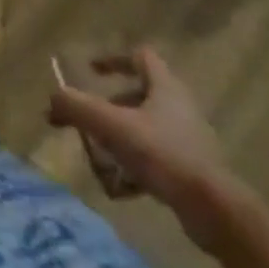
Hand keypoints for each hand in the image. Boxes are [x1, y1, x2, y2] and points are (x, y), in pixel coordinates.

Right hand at [47, 48, 236, 250]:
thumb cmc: (163, 155)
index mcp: (165, 87)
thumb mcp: (112, 126)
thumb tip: (52, 100)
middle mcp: (180, 107)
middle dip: (110, 107)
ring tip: (101, 156)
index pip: (140, 57)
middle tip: (89, 121)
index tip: (91, 71)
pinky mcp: (194, 170)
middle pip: (140, 95)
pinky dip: (136, 165)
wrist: (216, 211)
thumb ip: (78, 108)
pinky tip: (121, 186)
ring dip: (121, 137)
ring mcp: (190, 139)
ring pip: (147, 128)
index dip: (113, 59)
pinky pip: (157, 157)